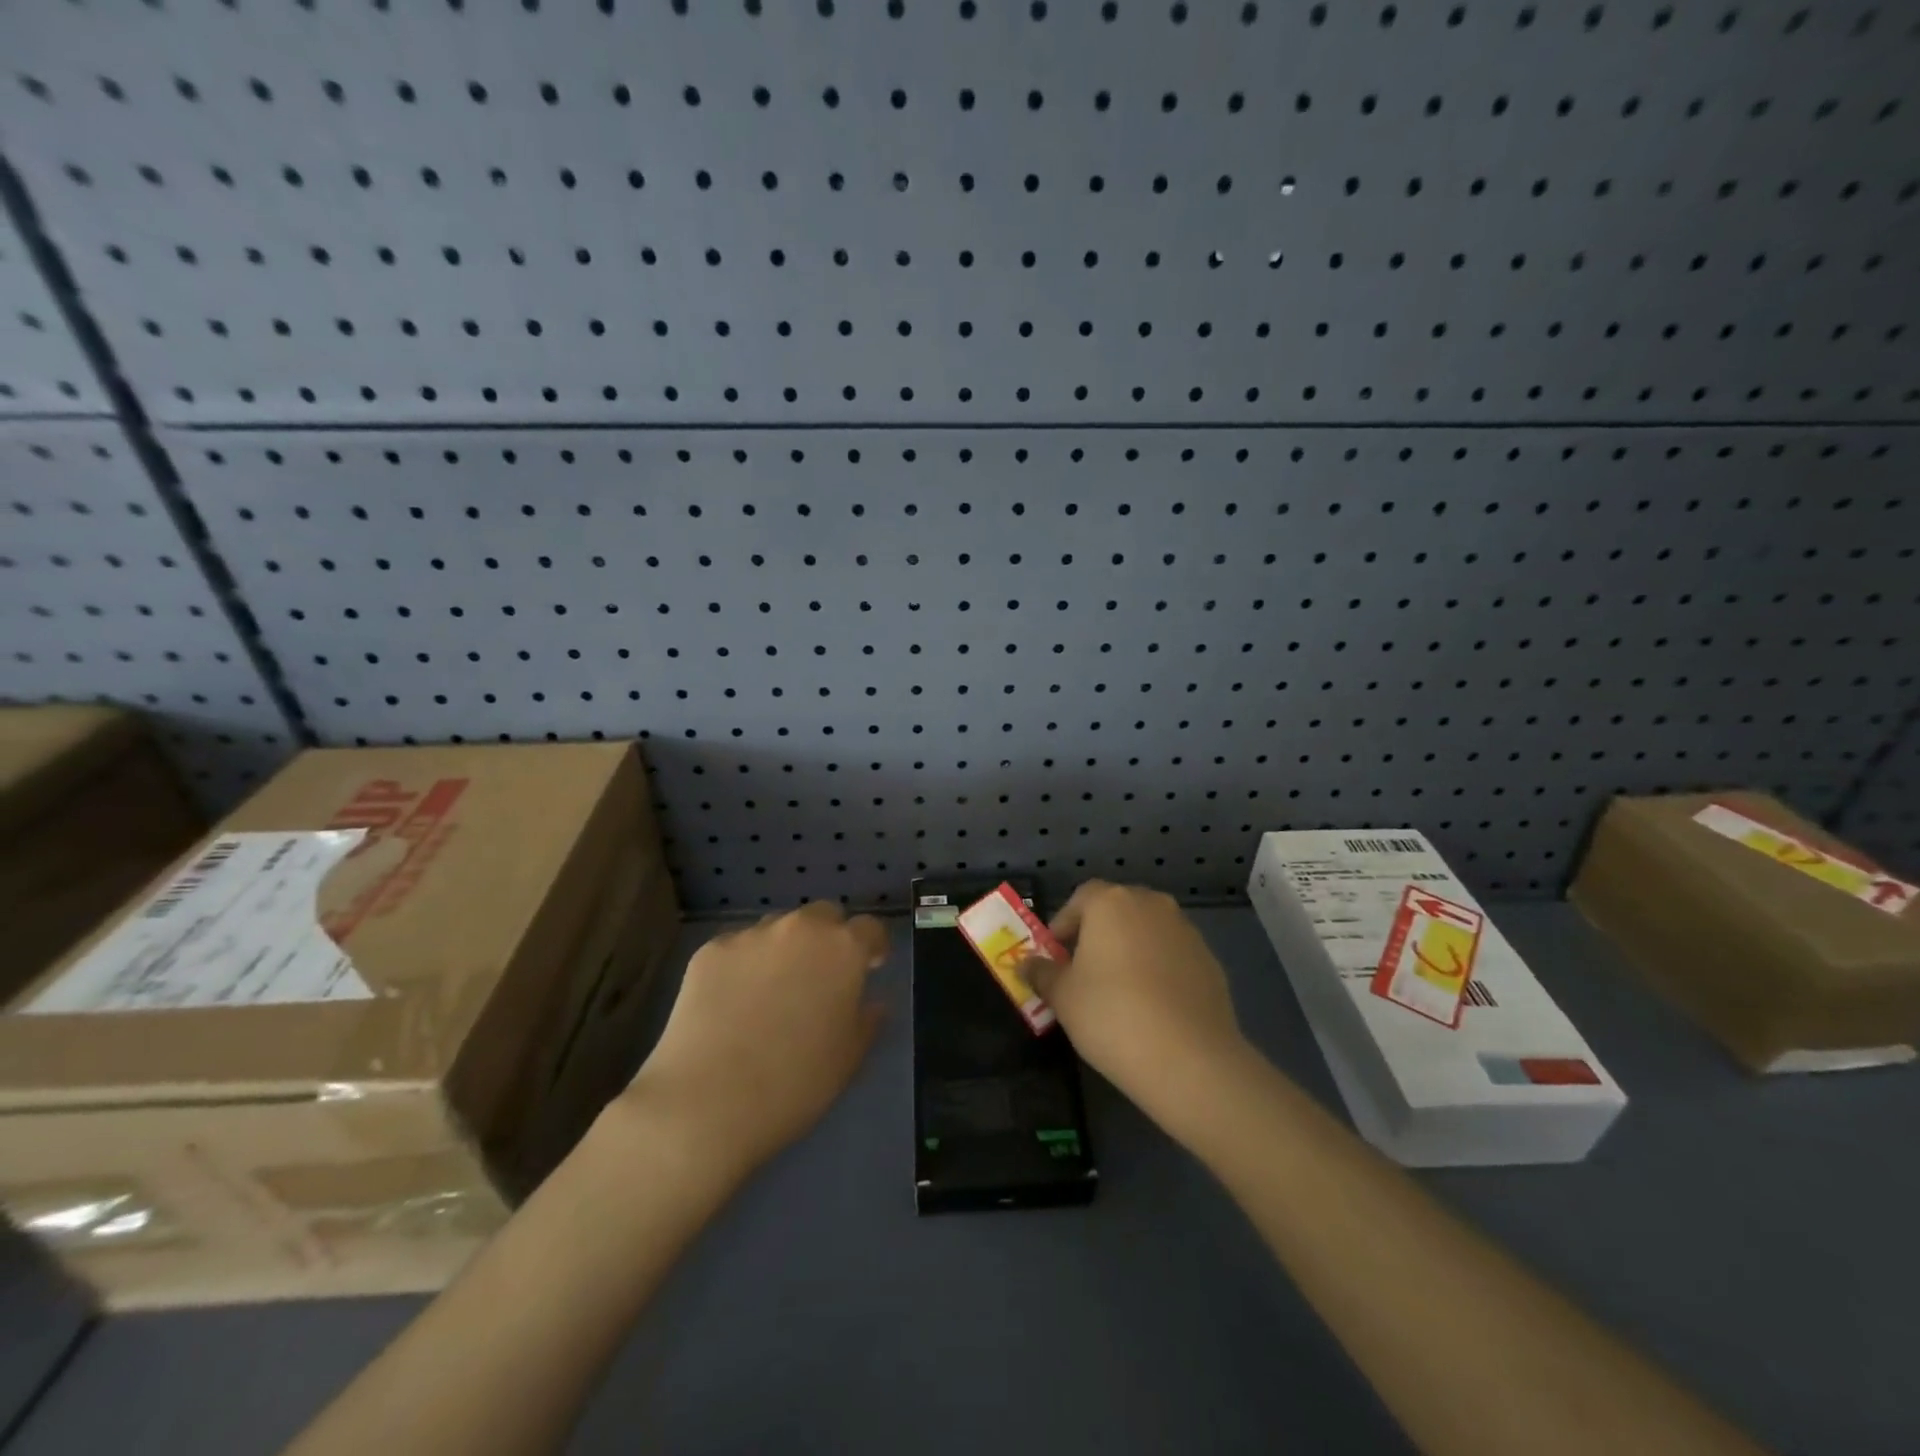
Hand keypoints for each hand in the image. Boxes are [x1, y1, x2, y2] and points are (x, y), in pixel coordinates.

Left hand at [621, 901, 887, 1176]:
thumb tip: (872, 1002)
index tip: (870, 967)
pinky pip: (738, 947)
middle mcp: (800, 929)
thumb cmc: (794, 1084)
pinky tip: (732, 1002)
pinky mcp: (710, 951)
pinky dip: (744, 965)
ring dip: (785, 947)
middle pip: (823, 915)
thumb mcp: (849, 1058)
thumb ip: (867, 1020)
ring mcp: (751, 936)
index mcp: (843, 949)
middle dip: (828, 937)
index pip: (870, 928)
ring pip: (778, 927)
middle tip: (821, 976)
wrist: (706, 1102)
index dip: (872, 946)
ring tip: (772, 990)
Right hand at [1024, 881, 1247, 1132]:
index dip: (1063, 925)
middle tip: (1083, 973)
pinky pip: (1172, 956)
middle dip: (1098, 935)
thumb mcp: (1063, 997)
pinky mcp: (1210, 961)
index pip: (1080, 898)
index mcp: (1112, 902)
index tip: (1054, 957)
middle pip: (1117, 910)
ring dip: (1130, 951)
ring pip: (1147, 932)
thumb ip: (1042, 973)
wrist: (1190, 1059)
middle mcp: (1152, 905)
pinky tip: (1152, 1008)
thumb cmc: (1112, 1015)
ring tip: (1119, 992)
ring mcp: (1186, 931)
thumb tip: (1027, 964)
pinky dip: (1159, 971)